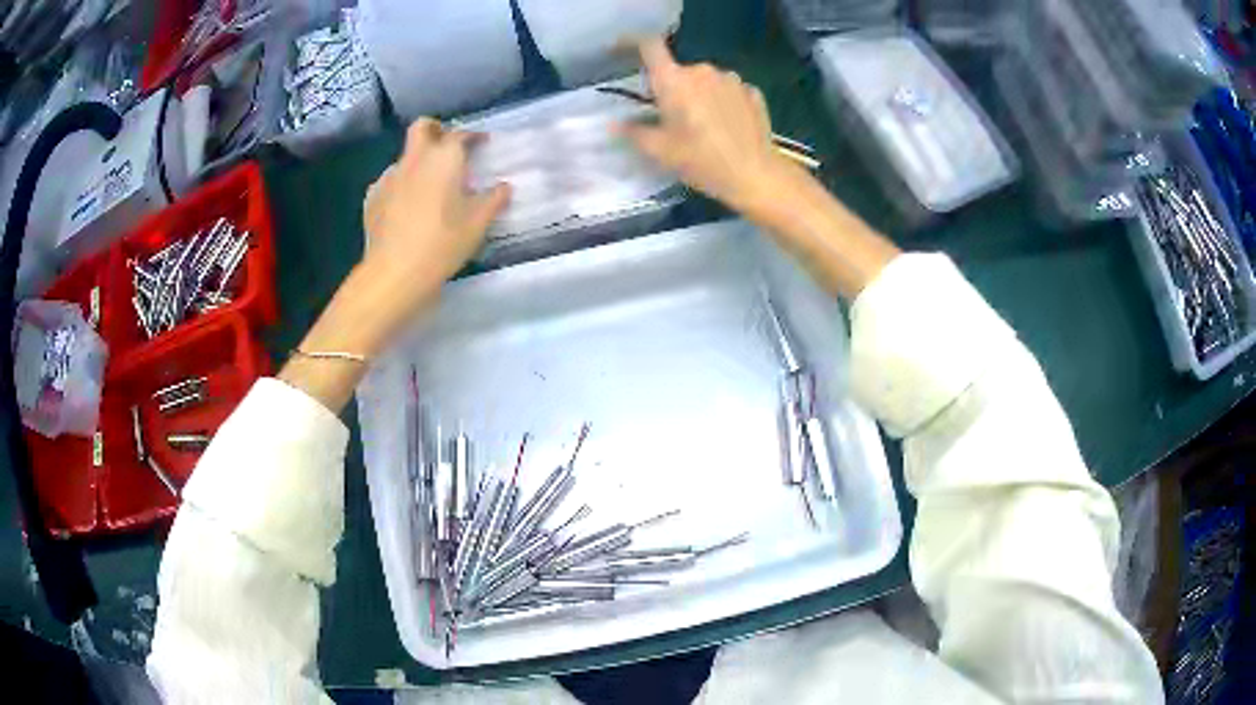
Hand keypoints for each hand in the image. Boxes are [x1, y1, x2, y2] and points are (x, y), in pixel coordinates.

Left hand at [363, 119, 510, 296]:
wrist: (395, 272)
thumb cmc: (442, 242)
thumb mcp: (477, 223)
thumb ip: (494, 200)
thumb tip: (504, 187)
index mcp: (443, 158)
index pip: (460, 134)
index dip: (473, 136)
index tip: (482, 142)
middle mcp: (414, 159)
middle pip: (422, 127)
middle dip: (435, 129)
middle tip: (447, 143)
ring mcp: (389, 177)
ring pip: (404, 157)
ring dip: (417, 162)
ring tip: (428, 185)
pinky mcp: (372, 197)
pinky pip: (390, 182)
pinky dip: (401, 186)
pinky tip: (406, 206)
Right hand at [624, 38, 796, 213]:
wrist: (755, 175)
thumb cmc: (702, 161)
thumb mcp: (661, 151)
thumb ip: (633, 132)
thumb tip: (613, 124)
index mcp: (674, 80)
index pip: (649, 46)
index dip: (633, 43)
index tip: (624, 53)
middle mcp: (702, 70)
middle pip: (679, 70)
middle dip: (673, 88)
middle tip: (672, 118)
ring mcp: (731, 79)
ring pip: (706, 80)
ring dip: (700, 94)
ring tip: (703, 125)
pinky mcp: (752, 92)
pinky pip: (728, 90)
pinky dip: (723, 102)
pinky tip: (727, 125)